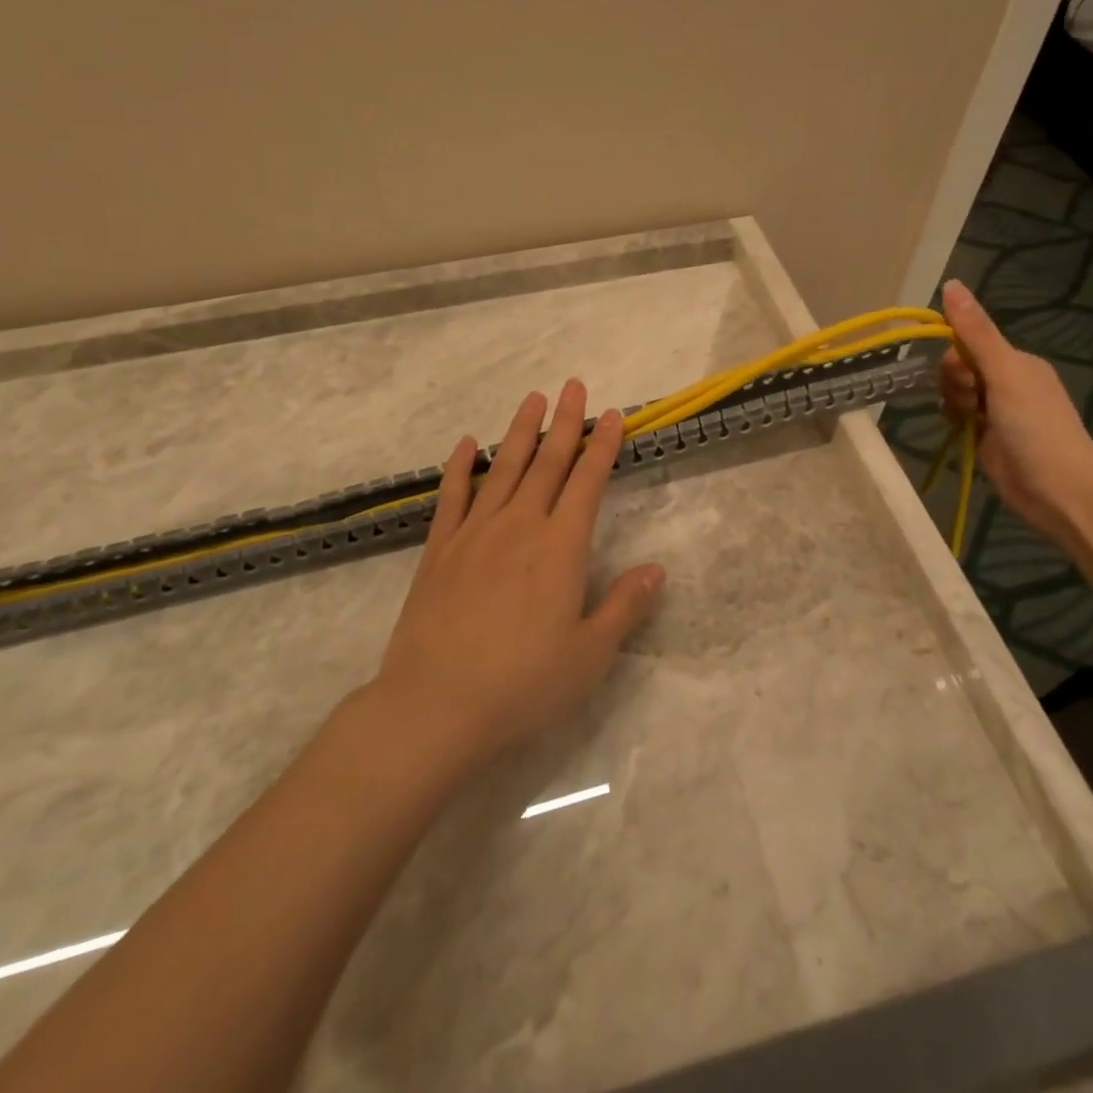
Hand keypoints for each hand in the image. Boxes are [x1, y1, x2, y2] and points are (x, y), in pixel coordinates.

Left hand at [370, 380, 664, 772]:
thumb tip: (656, 570)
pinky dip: (461, 467)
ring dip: (521, 432)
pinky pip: (453, 496)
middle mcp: (519, 526)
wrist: (435, 705)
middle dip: (565, 423)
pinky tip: (468, 444)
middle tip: (574, 386)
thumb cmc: (523, 685)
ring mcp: (475, 534)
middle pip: (547, 463)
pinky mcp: (439, 550)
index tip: (612, 415)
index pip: (587, 482)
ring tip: (533, 399)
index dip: (602, 446)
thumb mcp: (589, 655)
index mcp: (560, 547)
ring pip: (504, 469)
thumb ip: (624, 607)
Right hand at [937, 279, 1092, 547]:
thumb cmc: (1036, 427)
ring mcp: (997, 413)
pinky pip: (959, 418)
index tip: (964, 378)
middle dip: (954, 383)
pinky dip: (955, 422)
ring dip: (953, 404)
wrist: (1059, 491)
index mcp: (1016, 362)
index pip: (967, 342)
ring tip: (967, 423)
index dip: (955, 358)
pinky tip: (960, 432)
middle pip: (959, 368)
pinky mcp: (987, 439)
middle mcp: (1007, 382)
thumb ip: (976, 332)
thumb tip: (951, 283)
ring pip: (955, 393)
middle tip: (970, 404)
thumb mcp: (1005, 373)